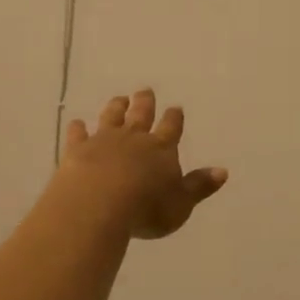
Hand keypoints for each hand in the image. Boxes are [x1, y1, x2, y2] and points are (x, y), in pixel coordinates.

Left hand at [55, 90, 227, 240]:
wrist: (99, 204)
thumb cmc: (146, 208)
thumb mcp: (181, 204)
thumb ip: (199, 186)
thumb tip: (222, 171)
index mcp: (162, 149)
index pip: (171, 128)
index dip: (174, 118)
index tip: (175, 107)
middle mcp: (134, 138)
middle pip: (141, 115)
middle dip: (144, 103)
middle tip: (145, 91)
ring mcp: (104, 141)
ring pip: (111, 117)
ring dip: (116, 107)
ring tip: (119, 99)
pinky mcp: (78, 150)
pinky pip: (78, 134)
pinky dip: (78, 128)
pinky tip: (76, 122)